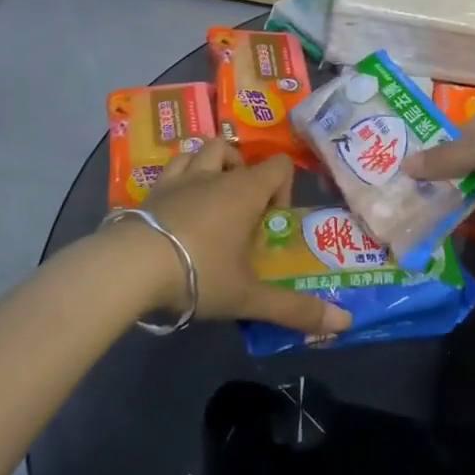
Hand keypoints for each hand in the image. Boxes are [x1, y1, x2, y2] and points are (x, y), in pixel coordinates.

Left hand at [133, 140, 351, 335]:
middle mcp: (214, 175)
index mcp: (245, 191)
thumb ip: (295, 309)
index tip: (271, 223)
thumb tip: (344, 323)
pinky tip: (177, 204)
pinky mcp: (150, 191)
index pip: (278, 165)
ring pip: (200, 150)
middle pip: (236, 153)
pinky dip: (179, 176)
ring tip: (211, 196)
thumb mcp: (249, 297)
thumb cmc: (199, 273)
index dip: (282, 187)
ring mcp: (179, 179)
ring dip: (210, 165)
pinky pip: (171, 168)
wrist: (130, 268)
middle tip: (241, 211)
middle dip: (243, 174)